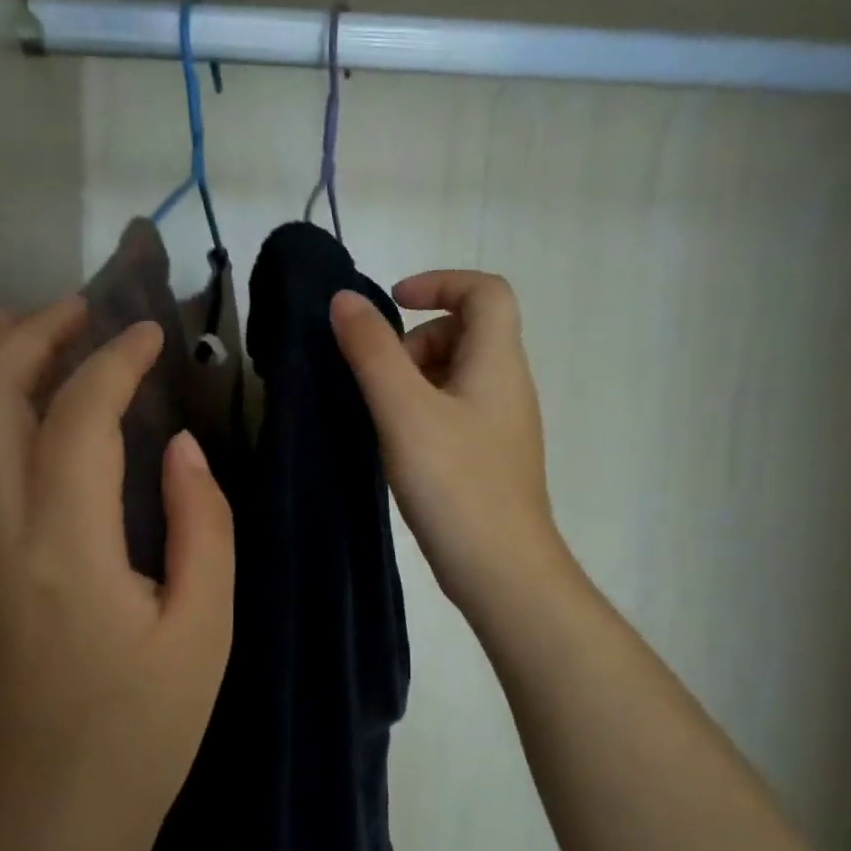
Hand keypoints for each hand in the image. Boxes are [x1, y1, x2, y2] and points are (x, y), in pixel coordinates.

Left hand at [0, 299, 235, 848]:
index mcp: (66, 547)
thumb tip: (180, 447)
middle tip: (78, 308)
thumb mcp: (205, 628)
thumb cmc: (145, 726)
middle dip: (31, 336)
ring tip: (21, 329)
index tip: (148, 334)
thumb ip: (203, 525)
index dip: (114, 361)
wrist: (56, 809)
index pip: (78, 416)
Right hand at [331, 271, 568, 615]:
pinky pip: (453, 412)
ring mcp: (500, 425)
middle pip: (466, 332)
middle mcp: (507, 385)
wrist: (500, 568)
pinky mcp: (488, 458)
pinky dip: (421, 411)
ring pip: (456, 375)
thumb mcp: (404, 411)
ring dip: (414, 379)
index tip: (393, 302)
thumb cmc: (455, 483)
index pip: (485, 291)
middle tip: (380, 379)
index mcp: (498, 362)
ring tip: (382, 417)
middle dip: (416, 340)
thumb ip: (372, 352)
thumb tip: (344, 300)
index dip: (440, 282)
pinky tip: (396, 446)